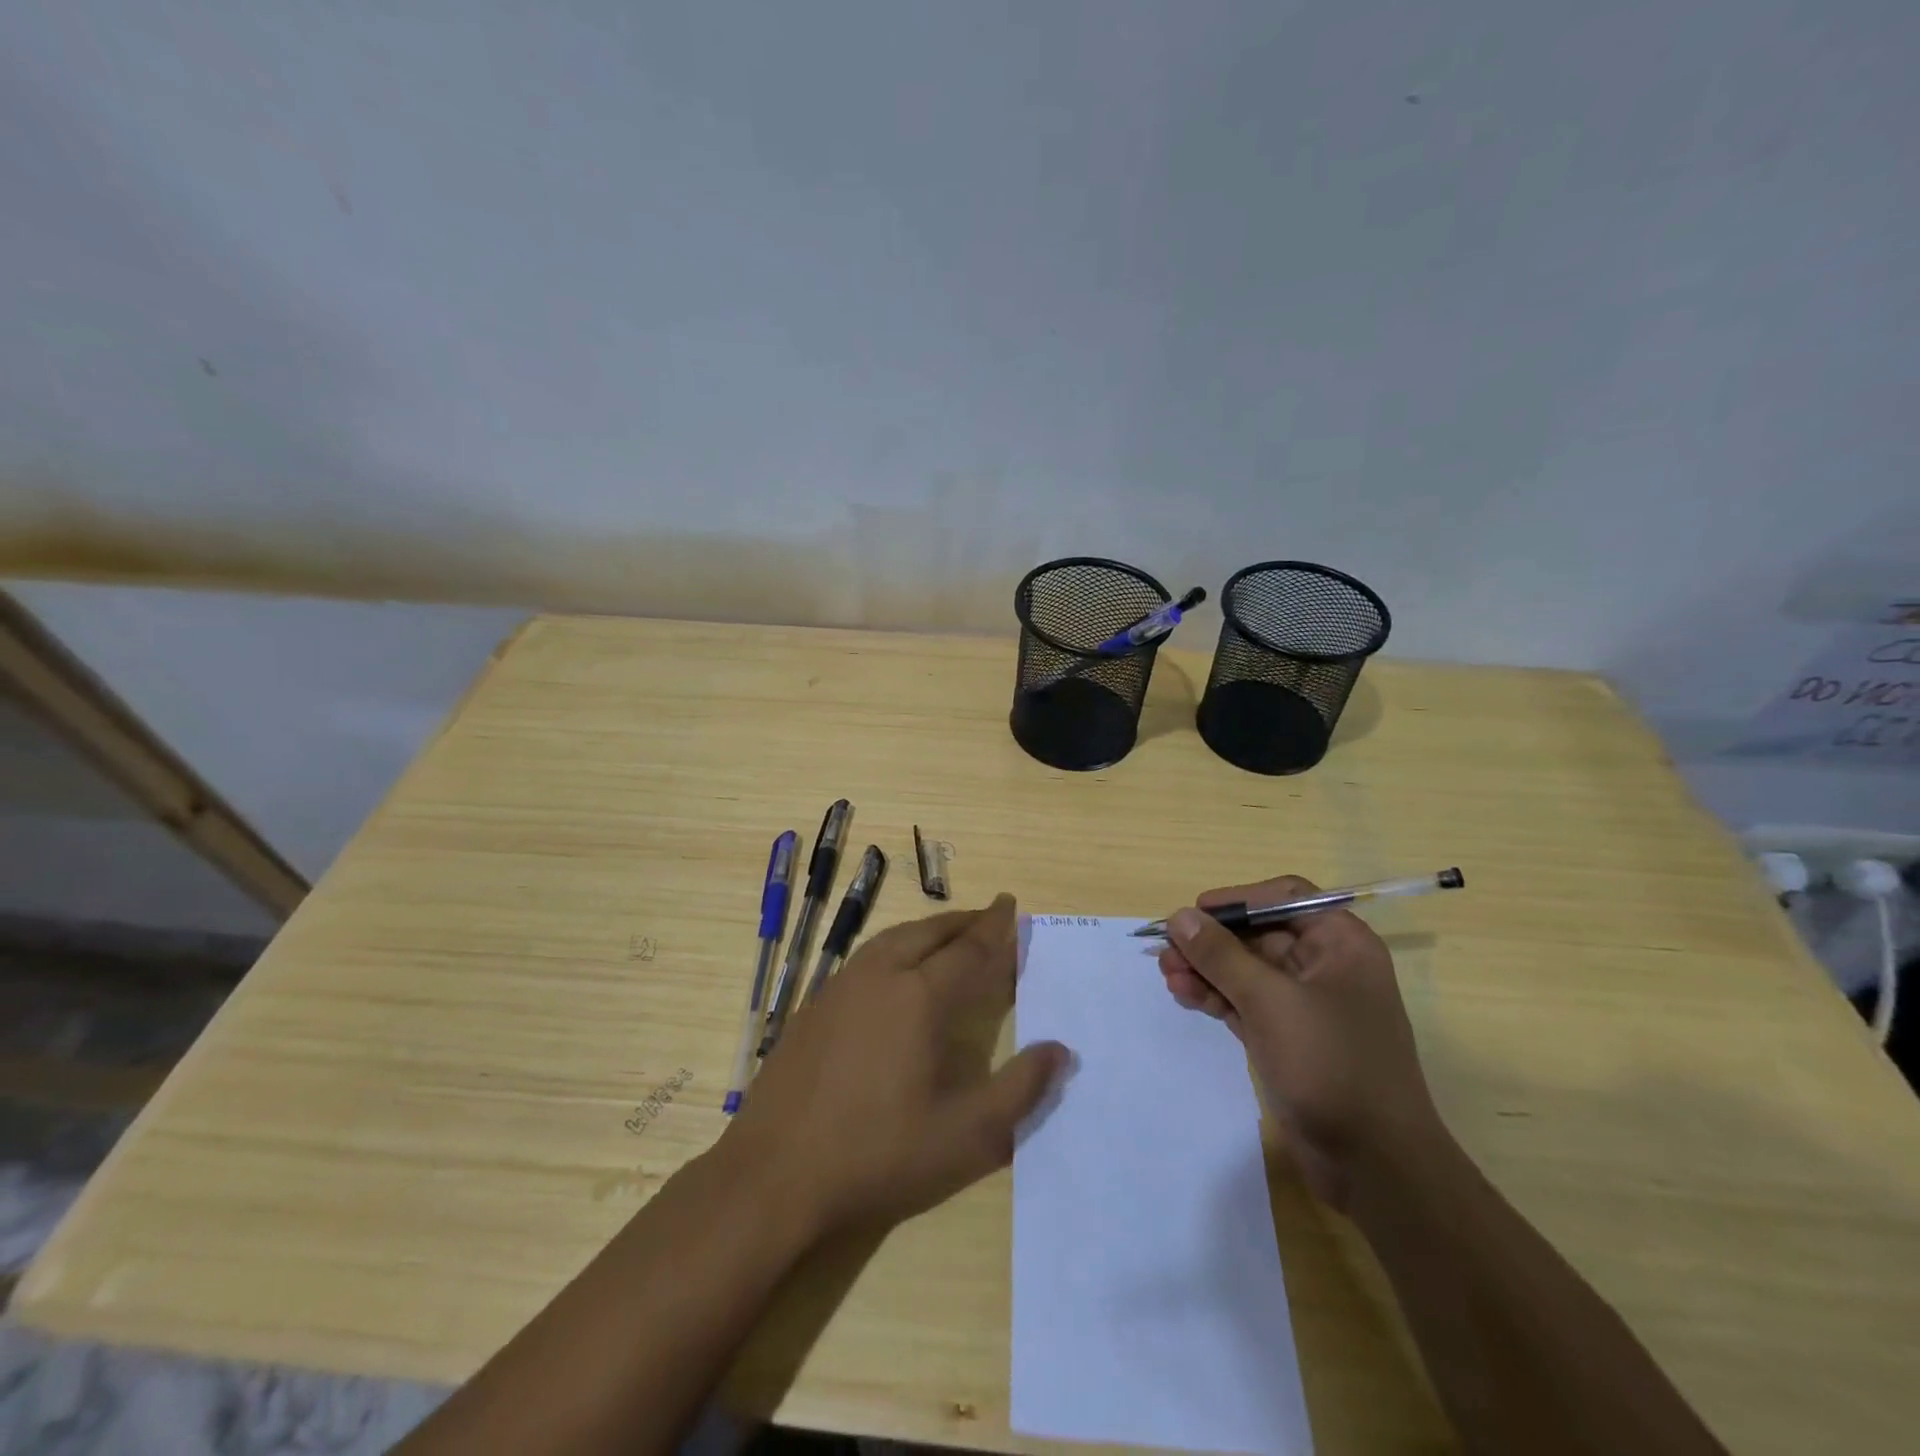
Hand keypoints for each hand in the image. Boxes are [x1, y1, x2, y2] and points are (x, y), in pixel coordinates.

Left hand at [725, 894, 1068, 1237]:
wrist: (774, 1173)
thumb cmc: (877, 1154)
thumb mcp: (965, 1136)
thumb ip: (1019, 1090)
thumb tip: (1060, 1050)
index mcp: (919, 996)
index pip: (969, 949)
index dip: (995, 929)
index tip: (1011, 905)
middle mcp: (880, 975)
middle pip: (930, 932)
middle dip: (964, 921)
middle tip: (989, 917)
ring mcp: (841, 986)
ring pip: (894, 938)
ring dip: (928, 930)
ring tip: (950, 936)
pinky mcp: (815, 1005)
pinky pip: (867, 956)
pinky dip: (897, 947)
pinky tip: (897, 970)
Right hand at [1156, 877, 1440, 1208]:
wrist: (1375, 1165)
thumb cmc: (1331, 1065)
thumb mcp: (1270, 1001)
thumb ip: (1221, 955)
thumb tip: (1180, 916)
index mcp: (1340, 944)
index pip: (1284, 897)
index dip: (1238, 900)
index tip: (1195, 914)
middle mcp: (1325, 966)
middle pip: (1258, 934)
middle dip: (1211, 941)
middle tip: (1166, 951)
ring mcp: (1306, 1005)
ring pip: (1246, 970)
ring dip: (1206, 970)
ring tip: (1166, 975)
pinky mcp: (1288, 1037)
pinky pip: (1245, 1002)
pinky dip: (1216, 996)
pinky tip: (1184, 996)